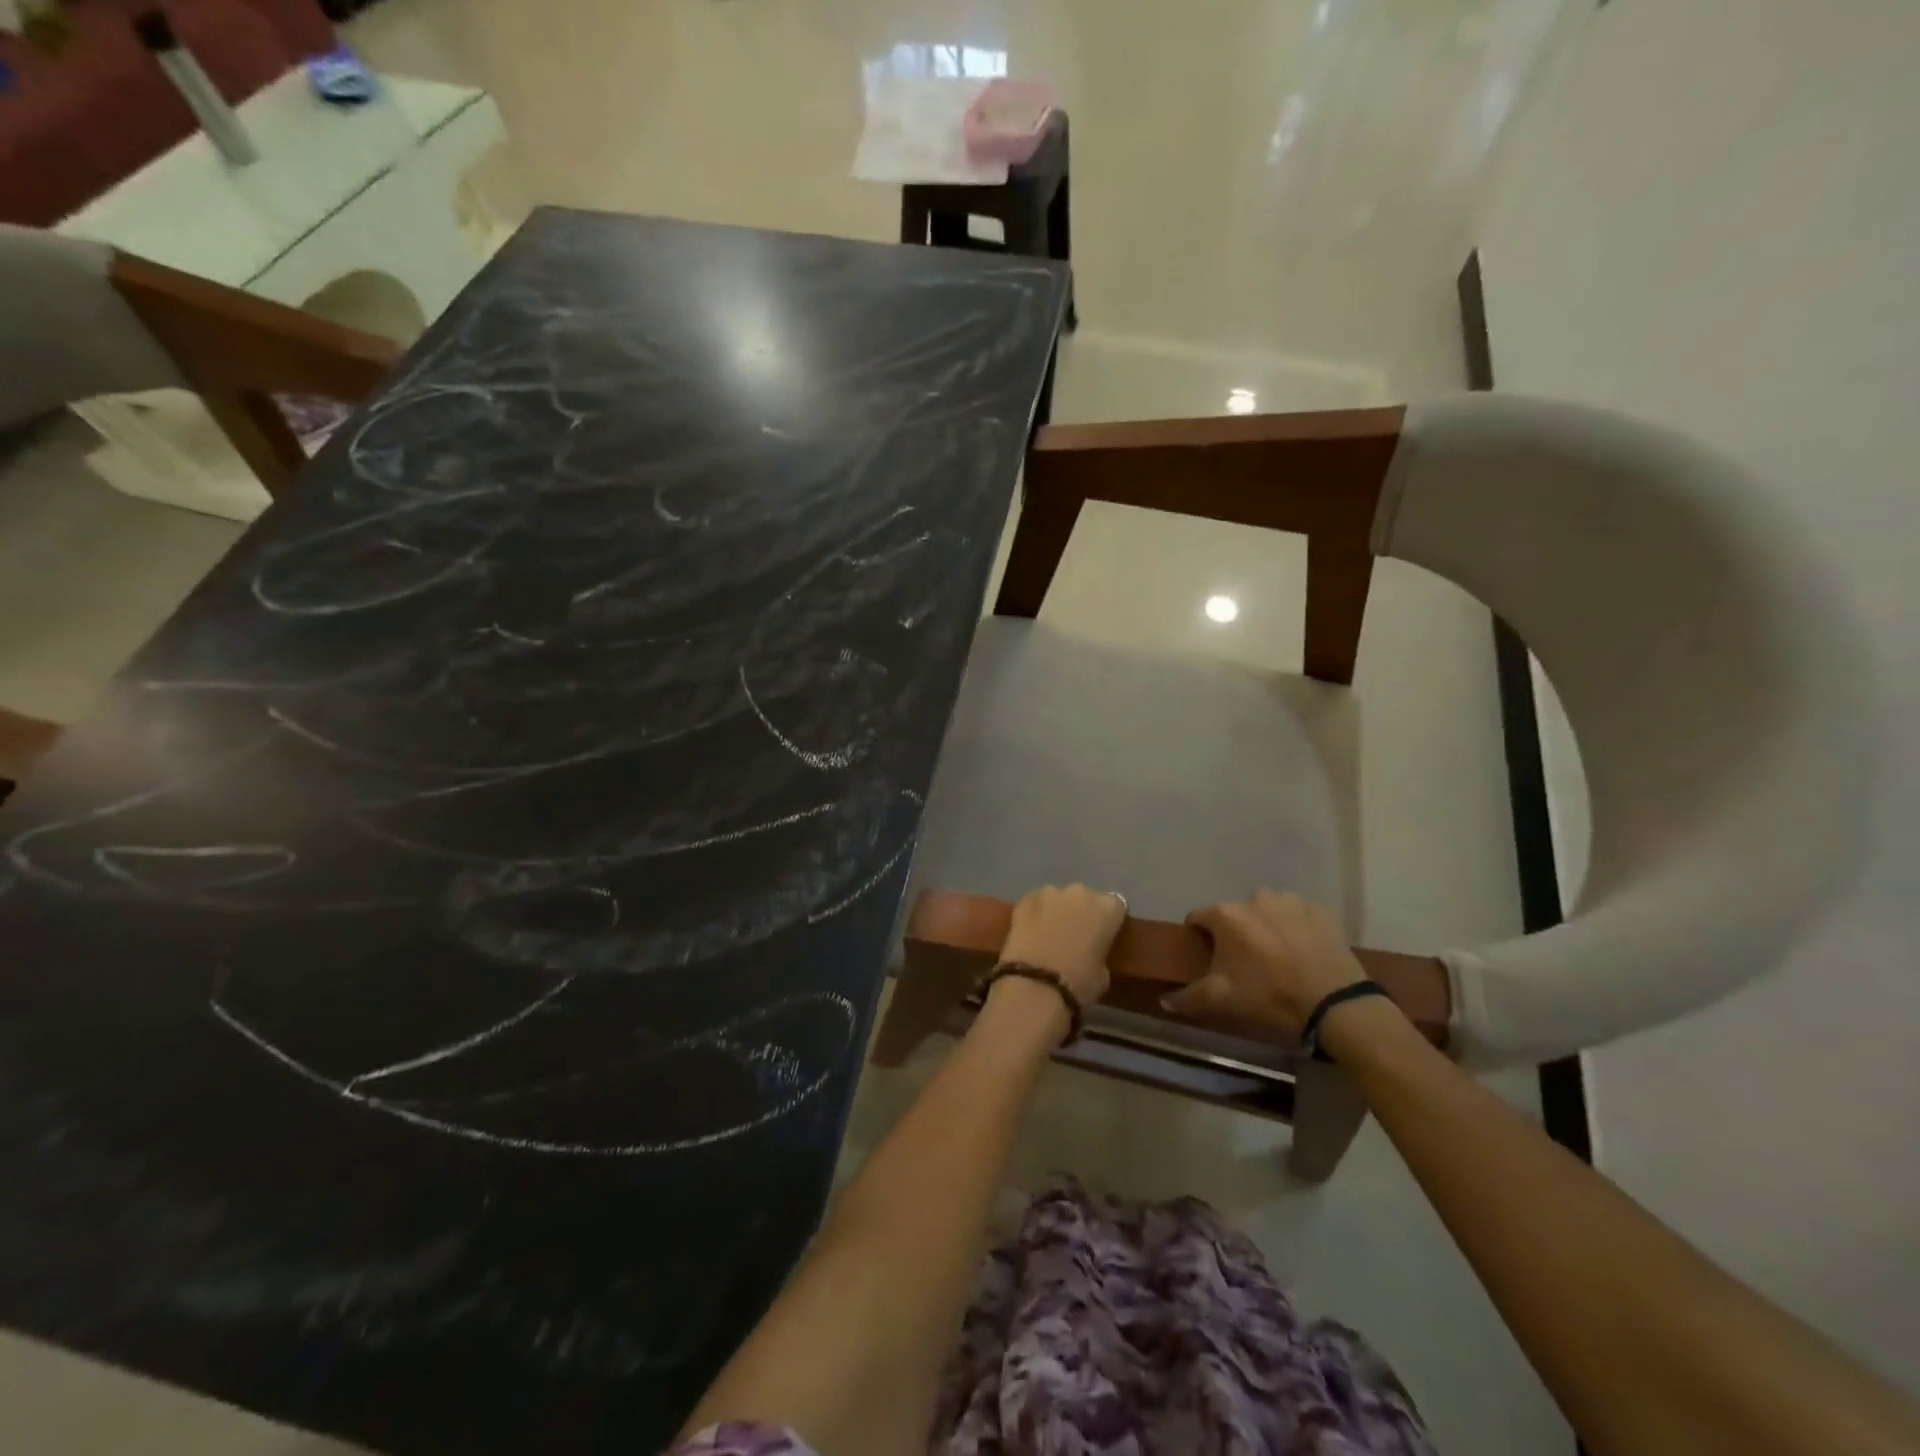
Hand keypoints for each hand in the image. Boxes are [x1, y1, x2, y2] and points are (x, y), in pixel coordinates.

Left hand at [995, 884, 1125, 1009]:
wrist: (1036, 985)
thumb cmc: (1079, 983)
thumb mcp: (1104, 973)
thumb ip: (1100, 951)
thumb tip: (1091, 950)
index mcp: (1108, 908)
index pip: (1116, 906)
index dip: (1108, 921)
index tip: (1103, 935)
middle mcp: (1081, 892)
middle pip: (1085, 897)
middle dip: (1082, 912)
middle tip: (1075, 934)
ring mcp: (1051, 892)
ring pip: (1058, 898)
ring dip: (1057, 910)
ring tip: (1050, 933)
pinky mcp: (1025, 899)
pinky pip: (1036, 903)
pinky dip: (1035, 914)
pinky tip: (1031, 932)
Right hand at [1163, 890, 1364, 1036]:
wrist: (1336, 1005)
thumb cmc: (1270, 998)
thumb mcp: (1223, 1001)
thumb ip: (1188, 997)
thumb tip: (1164, 1000)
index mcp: (1226, 915)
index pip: (1198, 918)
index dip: (1200, 938)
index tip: (1210, 960)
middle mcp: (1254, 897)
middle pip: (1234, 914)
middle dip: (1235, 933)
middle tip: (1246, 964)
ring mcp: (1290, 900)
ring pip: (1266, 910)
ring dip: (1265, 926)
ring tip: (1277, 956)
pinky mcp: (1319, 910)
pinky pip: (1296, 913)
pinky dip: (1294, 927)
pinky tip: (1302, 951)